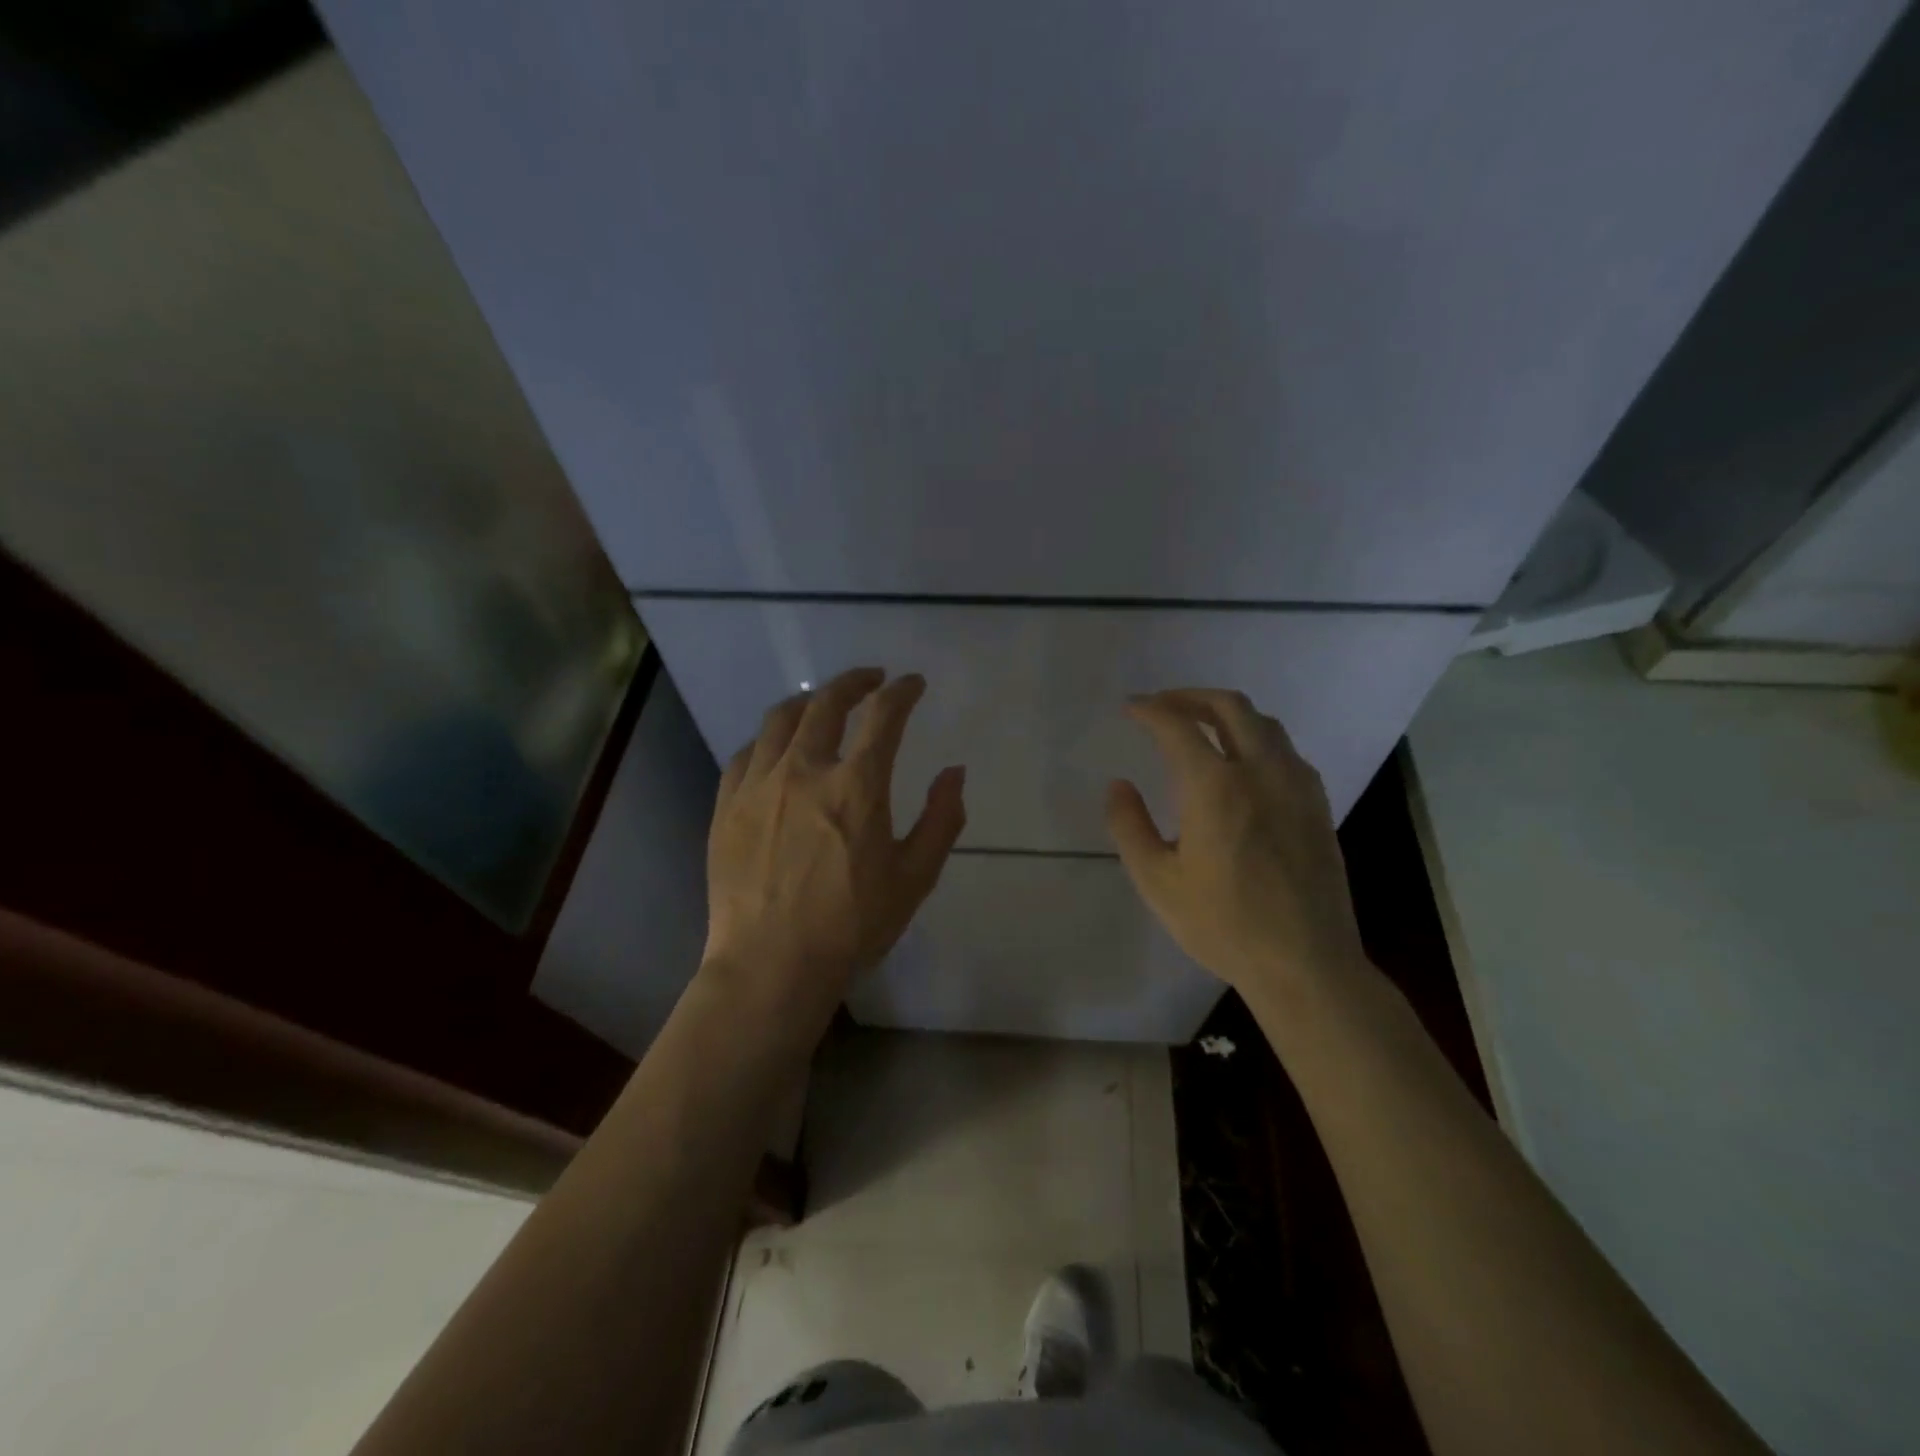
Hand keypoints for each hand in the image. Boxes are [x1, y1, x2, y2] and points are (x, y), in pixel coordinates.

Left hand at [702, 668, 966, 1029]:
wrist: (770, 966)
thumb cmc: (851, 926)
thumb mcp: (915, 878)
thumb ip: (942, 819)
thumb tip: (954, 773)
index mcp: (856, 785)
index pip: (884, 715)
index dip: (902, 692)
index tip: (913, 684)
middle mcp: (804, 770)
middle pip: (827, 703)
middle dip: (855, 682)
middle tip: (871, 679)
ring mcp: (759, 785)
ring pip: (780, 720)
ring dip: (808, 702)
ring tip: (822, 703)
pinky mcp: (727, 806)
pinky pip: (746, 754)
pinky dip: (769, 740)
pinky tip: (776, 748)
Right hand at [1105, 688, 1368, 1012]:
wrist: (1305, 963)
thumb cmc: (1223, 924)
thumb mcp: (1157, 881)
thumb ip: (1129, 826)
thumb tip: (1118, 785)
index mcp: (1216, 788)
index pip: (1178, 726)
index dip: (1150, 710)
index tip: (1131, 708)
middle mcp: (1261, 772)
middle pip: (1230, 707)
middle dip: (1191, 697)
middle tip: (1164, 705)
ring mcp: (1296, 785)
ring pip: (1264, 723)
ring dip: (1227, 713)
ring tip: (1201, 725)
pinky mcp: (1317, 804)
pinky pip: (1285, 750)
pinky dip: (1256, 737)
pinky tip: (1243, 762)